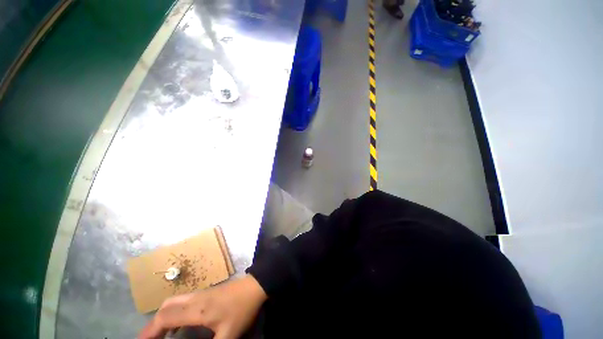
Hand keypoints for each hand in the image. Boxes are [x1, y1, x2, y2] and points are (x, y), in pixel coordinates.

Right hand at [139, 274, 267, 338]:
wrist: (255, 286)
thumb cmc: (242, 309)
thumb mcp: (228, 334)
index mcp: (197, 310)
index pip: (165, 318)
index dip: (149, 332)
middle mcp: (195, 299)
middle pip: (166, 307)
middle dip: (153, 325)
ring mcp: (201, 293)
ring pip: (173, 302)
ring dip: (162, 317)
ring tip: (159, 335)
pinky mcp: (207, 292)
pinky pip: (182, 301)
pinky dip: (172, 312)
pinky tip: (177, 324)